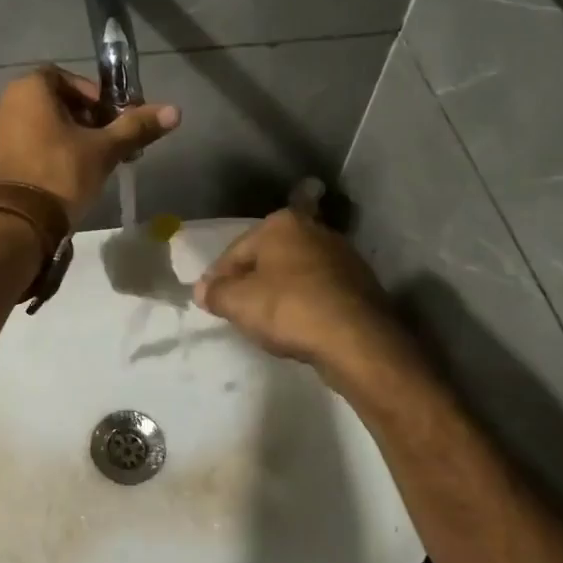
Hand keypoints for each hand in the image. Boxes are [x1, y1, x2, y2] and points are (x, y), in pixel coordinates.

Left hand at [0, 67, 180, 219]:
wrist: (16, 222)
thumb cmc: (61, 173)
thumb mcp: (104, 150)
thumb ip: (136, 127)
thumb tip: (175, 111)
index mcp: (29, 89)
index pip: (66, 78)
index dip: (93, 96)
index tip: (111, 120)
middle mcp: (5, 102)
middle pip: (53, 101)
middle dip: (83, 119)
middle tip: (105, 143)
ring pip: (39, 125)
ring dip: (65, 137)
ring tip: (88, 163)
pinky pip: (24, 145)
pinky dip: (45, 152)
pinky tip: (63, 177)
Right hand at [193, 207, 412, 380]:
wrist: (357, 339)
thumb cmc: (289, 309)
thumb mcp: (238, 303)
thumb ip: (214, 293)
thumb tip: (202, 289)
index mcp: (282, 223)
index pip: (236, 251)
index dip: (218, 278)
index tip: (211, 302)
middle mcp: (314, 230)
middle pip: (267, 259)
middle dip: (251, 283)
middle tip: (237, 311)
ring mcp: (342, 256)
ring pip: (294, 275)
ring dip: (278, 294)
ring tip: (267, 323)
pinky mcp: (360, 284)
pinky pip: (318, 292)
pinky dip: (305, 305)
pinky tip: (298, 327)